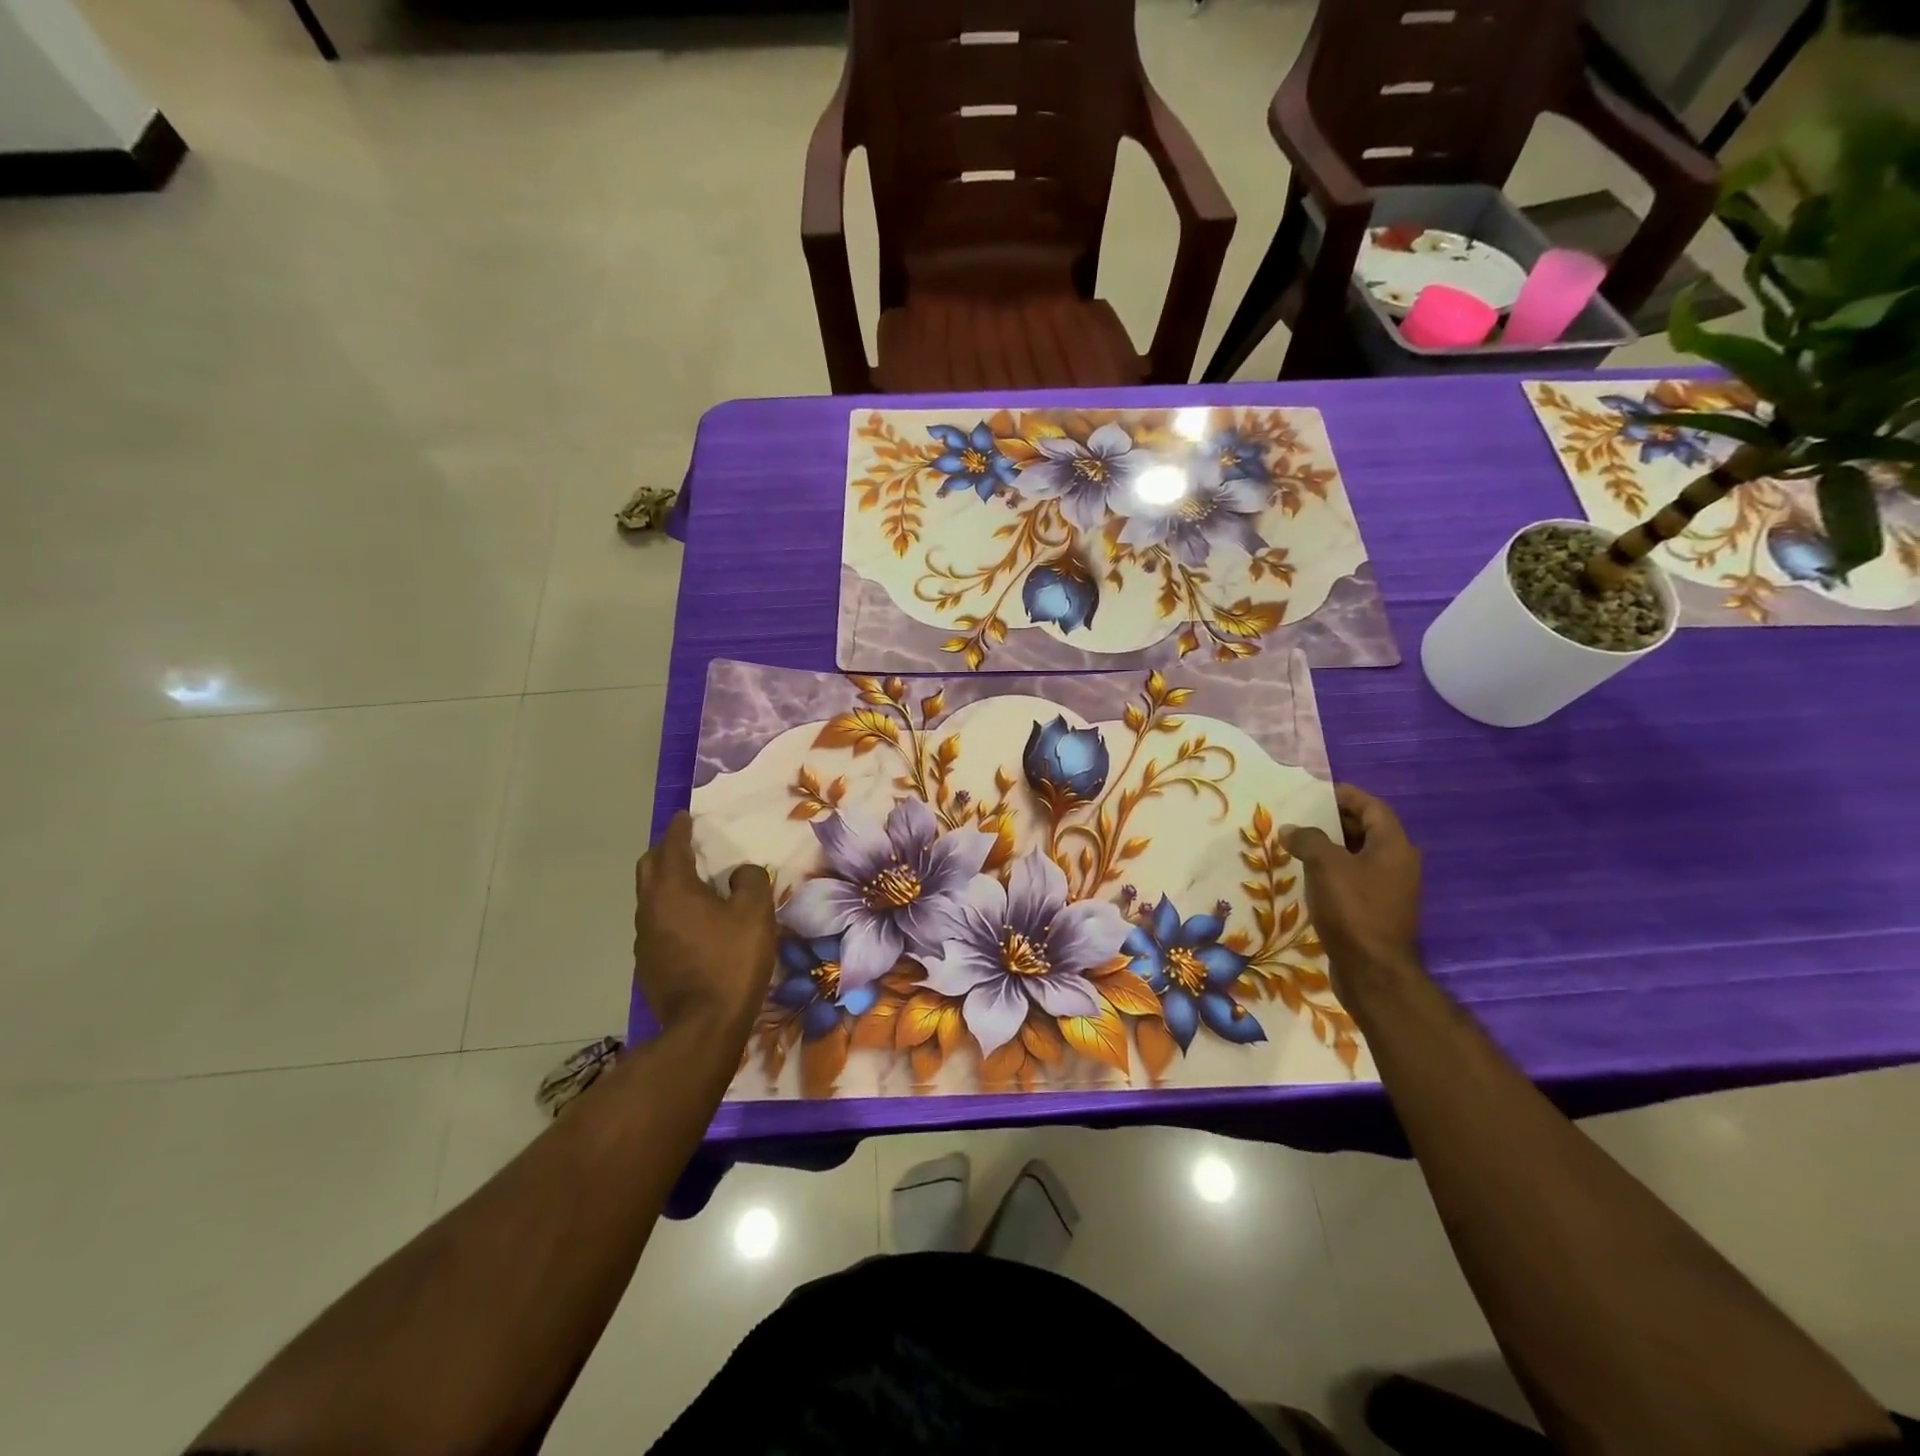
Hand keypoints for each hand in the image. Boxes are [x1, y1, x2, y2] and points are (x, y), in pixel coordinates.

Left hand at [634, 812, 776, 1040]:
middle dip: (665, 851)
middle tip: (688, 847)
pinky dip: (670, 911)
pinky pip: (656, 923)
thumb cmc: (731, 961)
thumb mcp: (755, 914)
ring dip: (667, 884)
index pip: (671, 846)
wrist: (703, 1027)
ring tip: (694, 885)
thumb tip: (739, 873)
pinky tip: (693, 924)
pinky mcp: (647, 963)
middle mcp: (650, 908)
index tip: (685, 816)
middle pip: (649, 867)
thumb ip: (750, 881)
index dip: (680, 828)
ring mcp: (644, 938)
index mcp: (673, 889)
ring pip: (650, 897)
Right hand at [1283, 784, 1422, 997]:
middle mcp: (1397, 863)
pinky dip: (1333, 870)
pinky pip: (1354, 878)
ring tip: (1298, 843)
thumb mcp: (1326, 865)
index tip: (1316, 791)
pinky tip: (1308, 875)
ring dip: (1331, 847)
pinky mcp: (1377, 910)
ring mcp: (1389, 889)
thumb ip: (1308, 840)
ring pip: (1359, 856)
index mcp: (1394, 846)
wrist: (1372, 970)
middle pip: (1367, 830)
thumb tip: (1291, 830)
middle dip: (1335, 820)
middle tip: (1301, 816)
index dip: (1346, 795)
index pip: (1372, 807)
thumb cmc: (1353, 909)